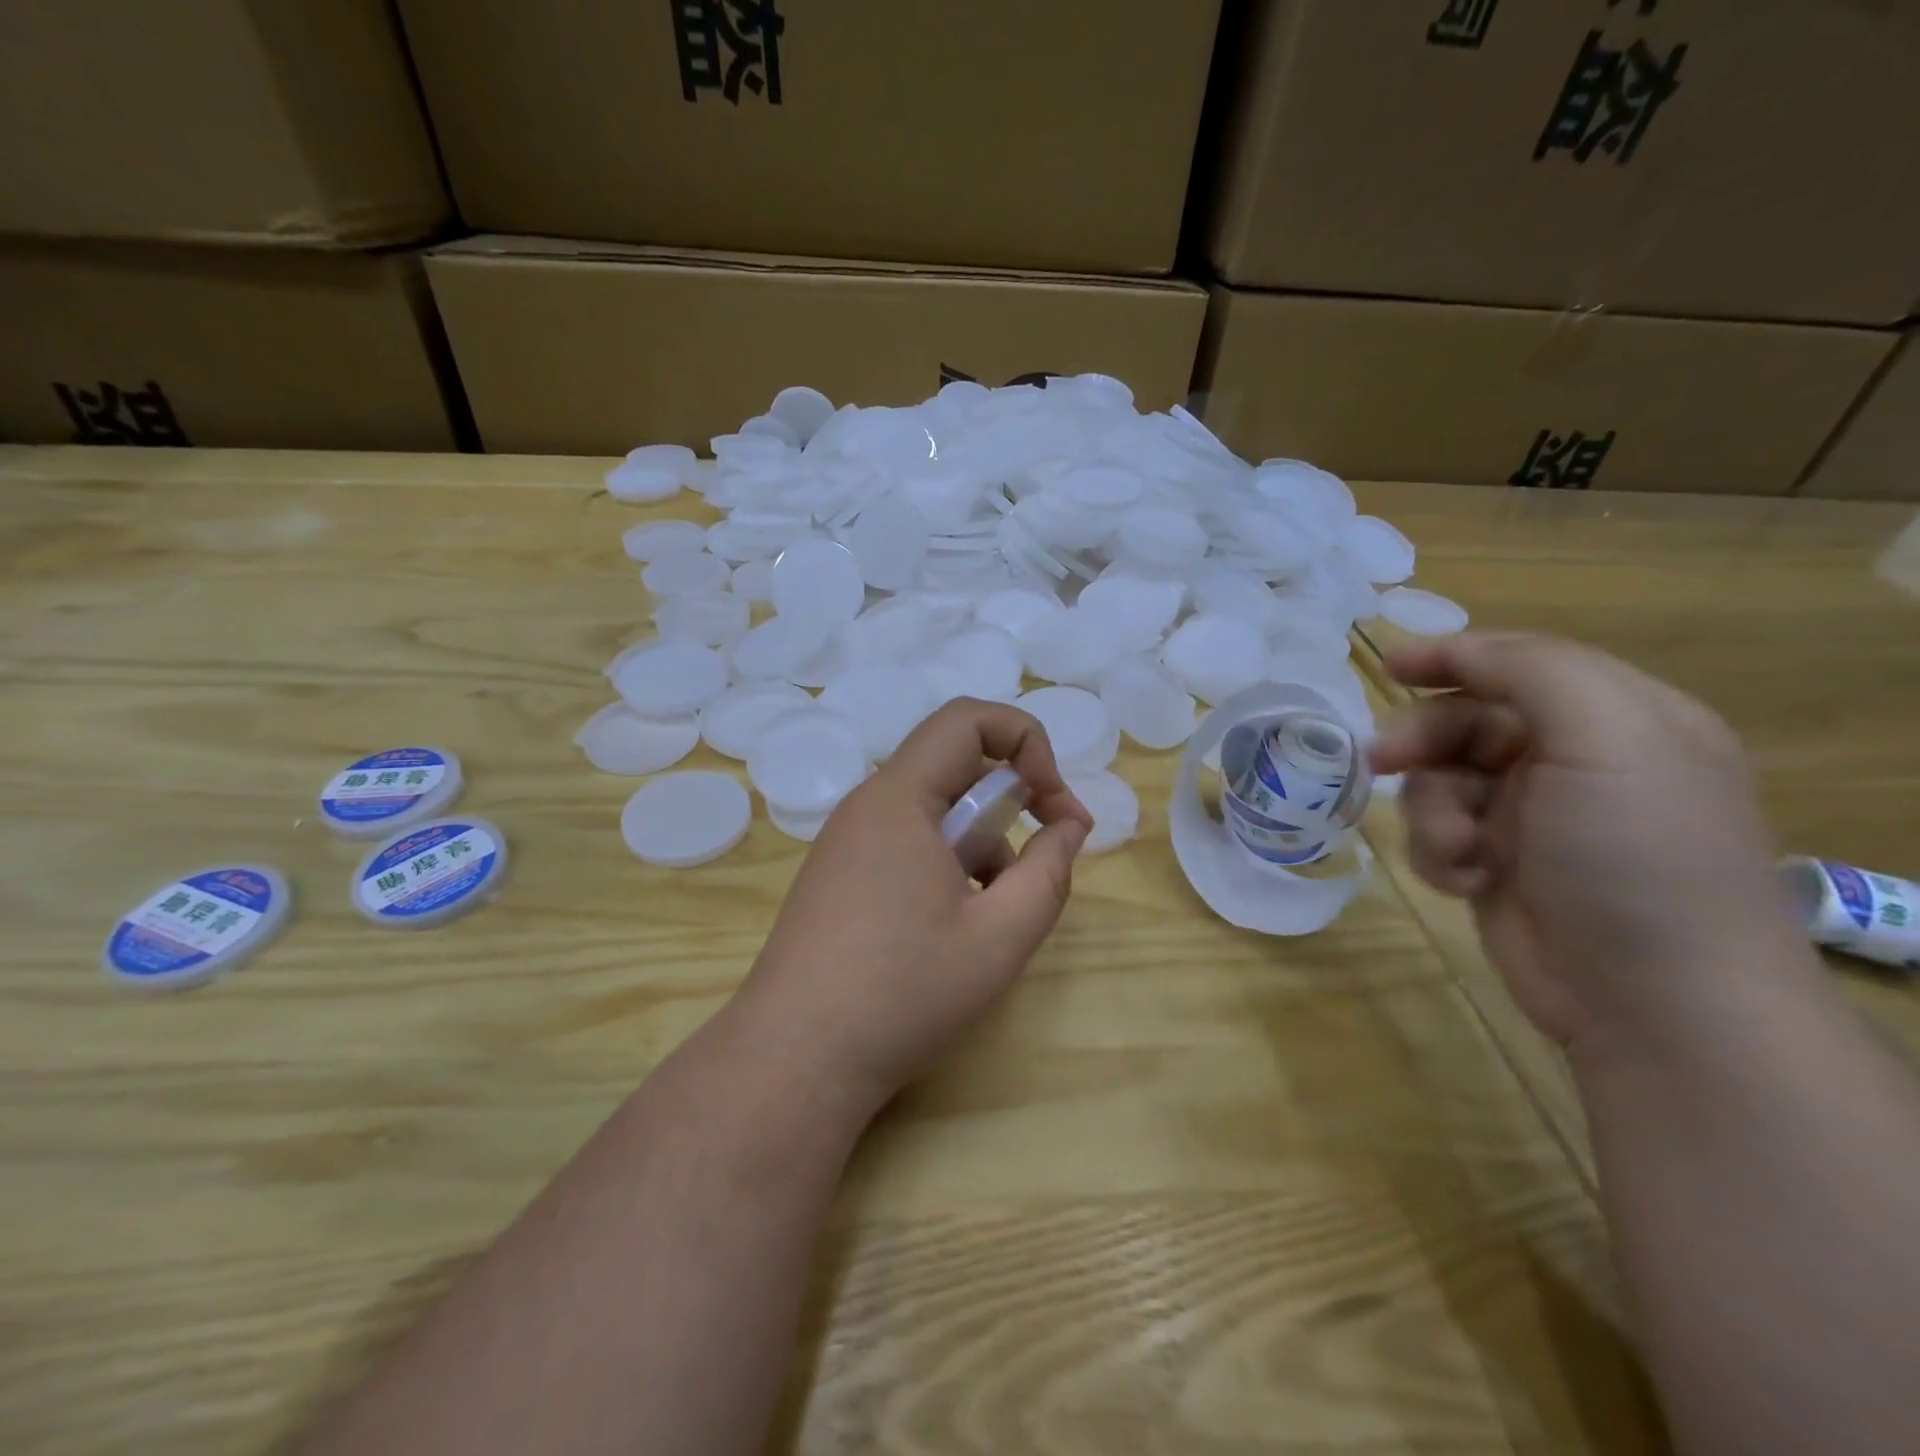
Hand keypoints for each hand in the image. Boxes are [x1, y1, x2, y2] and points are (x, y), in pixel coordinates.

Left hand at [732, 699, 1093, 1117]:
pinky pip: (908, 840)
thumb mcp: (1000, 936)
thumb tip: (1068, 827)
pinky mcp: (840, 875)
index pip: (968, 719)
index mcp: (899, 798)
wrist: (795, 1060)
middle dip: (1011, 795)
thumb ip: (1049, 871)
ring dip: (982, 837)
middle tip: (1047, 848)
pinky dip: (948, 861)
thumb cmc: (903, 993)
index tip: (1054, 807)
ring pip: (933, 807)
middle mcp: (868, 805)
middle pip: (953, 762)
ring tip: (999, 907)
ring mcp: (847, 841)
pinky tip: (958, 924)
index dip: (1027, 742)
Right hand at [1371, 632, 1810, 1060]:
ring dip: (1433, 812)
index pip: (1520, 664)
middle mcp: (1573, 762)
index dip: (1453, 658)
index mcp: (1617, 718)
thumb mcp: (1608, 737)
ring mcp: (1531, 817)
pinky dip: (1439, 853)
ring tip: (1459, 850)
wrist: (1656, 1001)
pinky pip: (1436, 834)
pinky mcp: (1496, 864)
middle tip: (1381, 760)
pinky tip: (1467, 881)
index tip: (1391, 666)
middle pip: (1465, 721)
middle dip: (1422, 741)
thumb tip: (1452, 650)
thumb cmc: (1636, 855)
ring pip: (1439, 782)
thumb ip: (1531, 671)